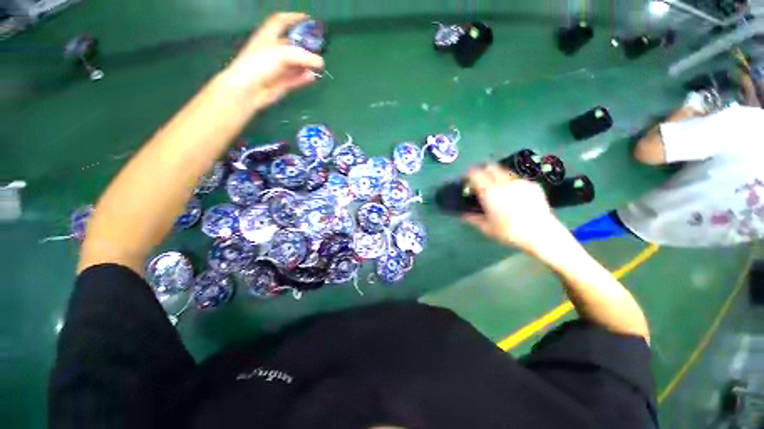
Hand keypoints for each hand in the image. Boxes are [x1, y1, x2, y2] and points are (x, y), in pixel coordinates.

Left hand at [220, 13, 324, 109]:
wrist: (248, 89)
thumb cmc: (259, 64)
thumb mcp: (282, 53)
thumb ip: (303, 56)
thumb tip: (321, 62)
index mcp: (268, 36)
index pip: (280, 21)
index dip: (293, 17)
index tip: (308, 19)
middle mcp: (273, 51)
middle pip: (292, 45)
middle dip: (305, 45)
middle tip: (319, 48)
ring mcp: (277, 68)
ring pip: (296, 64)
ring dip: (307, 64)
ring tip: (319, 65)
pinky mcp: (281, 83)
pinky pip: (296, 79)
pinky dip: (305, 78)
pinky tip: (313, 77)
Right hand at [462, 165, 561, 252]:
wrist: (542, 234)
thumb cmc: (510, 233)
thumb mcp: (487, 228)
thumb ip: (472, 219)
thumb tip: (462, 214)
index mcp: (490, 192)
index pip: (476, 174)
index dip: (469, 174)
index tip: (466, 179)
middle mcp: (504, 183)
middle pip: (490, 167)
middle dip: (482, 171)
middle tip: (480, 180)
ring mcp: (520, 182)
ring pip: (504, 171)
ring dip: (496, 175)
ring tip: (497, 187)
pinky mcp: (532, 184)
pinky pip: (517, 179)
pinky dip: (510, 182)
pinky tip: (514, 194)